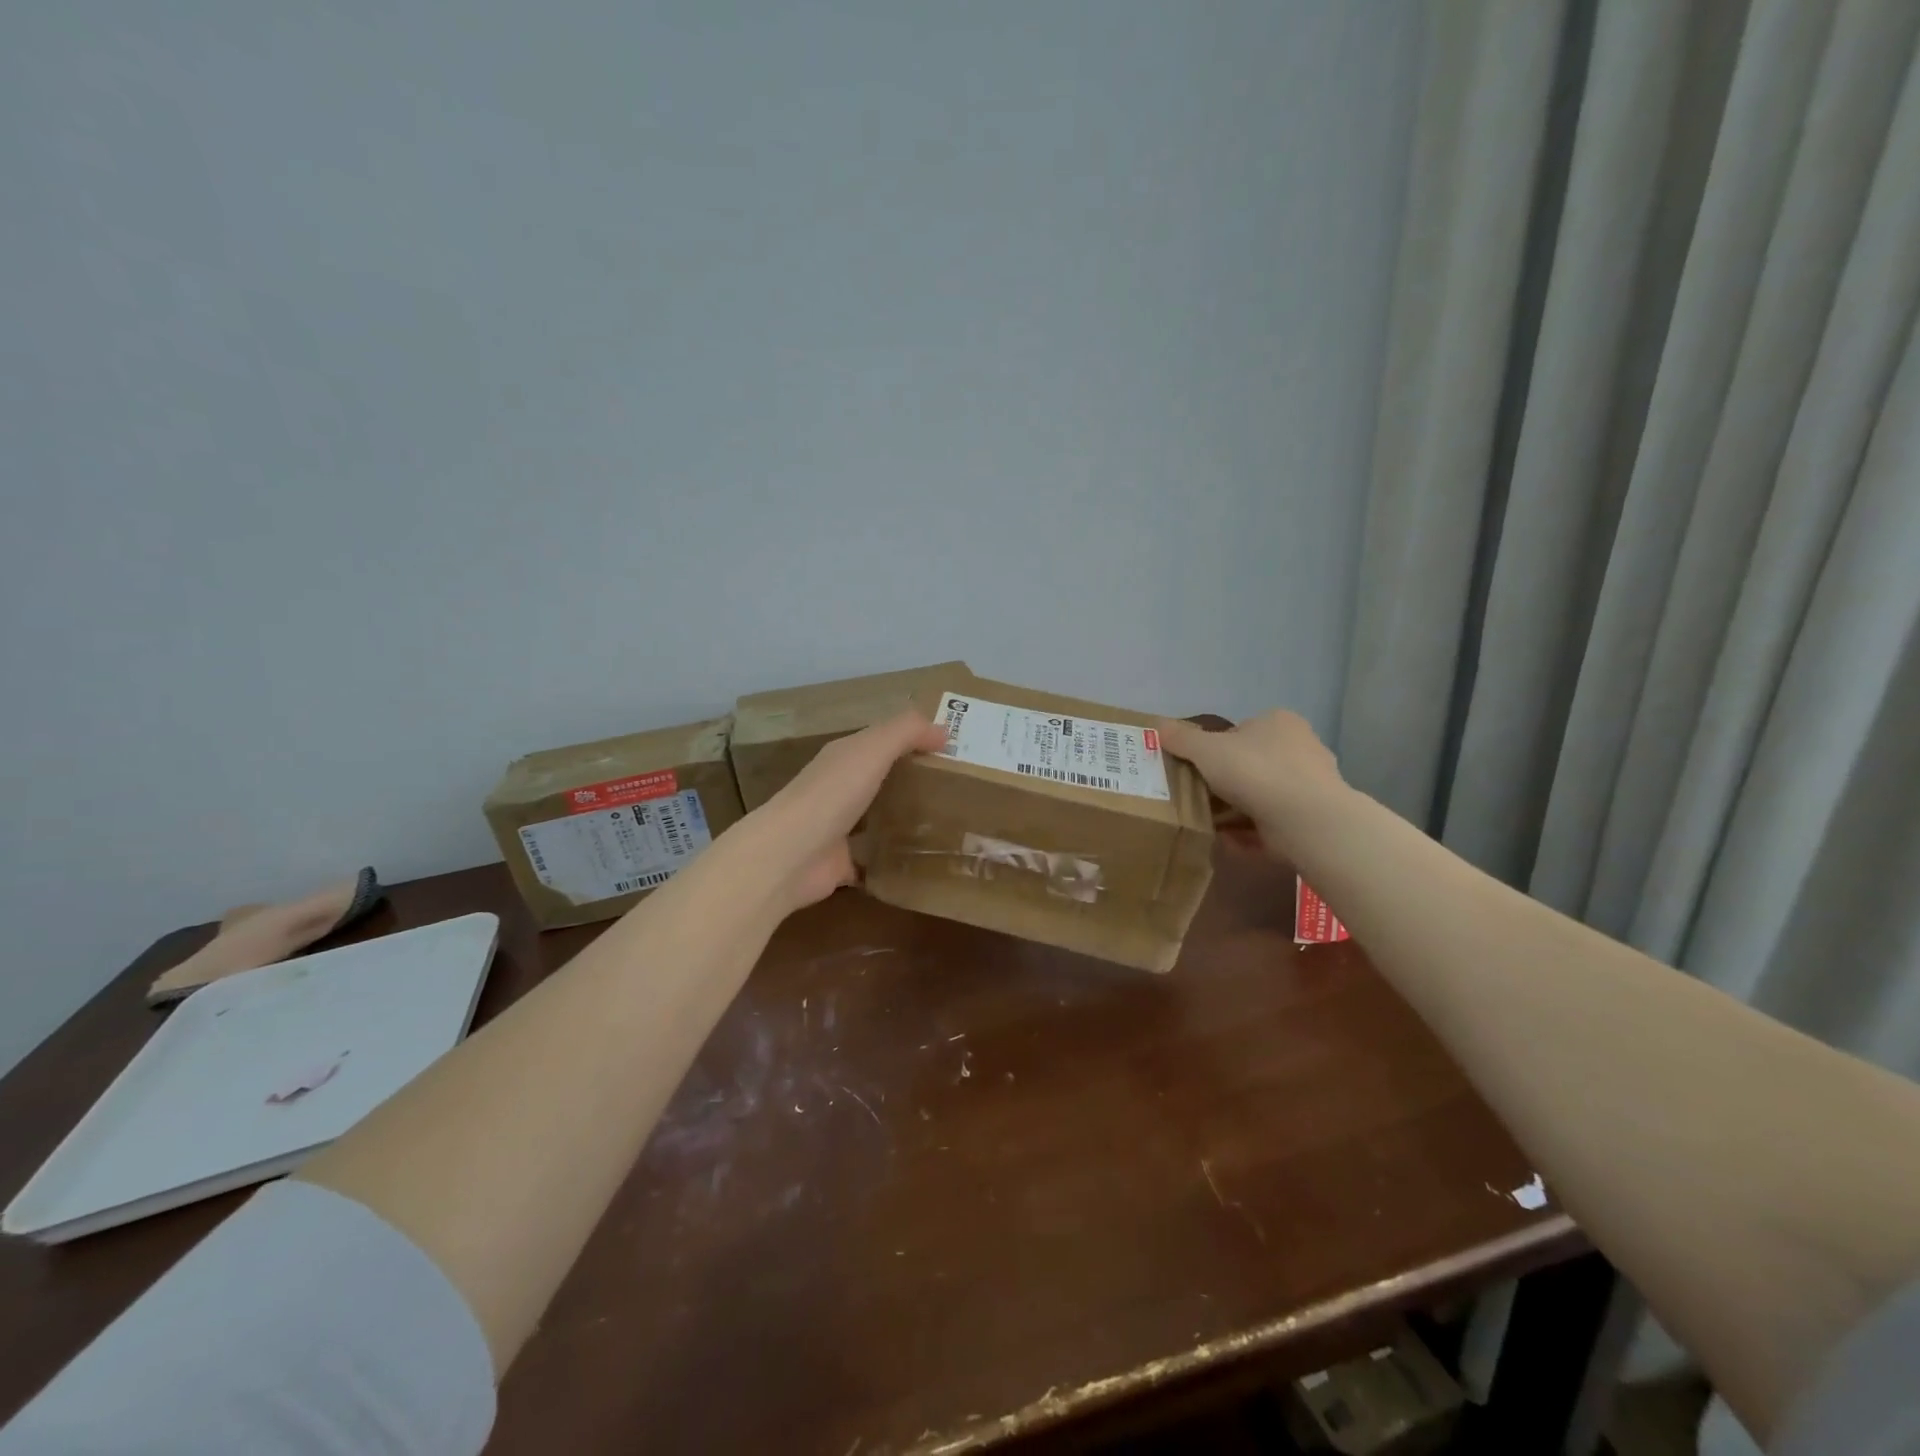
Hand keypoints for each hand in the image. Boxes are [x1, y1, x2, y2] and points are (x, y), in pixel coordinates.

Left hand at [748, 709, 948, 911]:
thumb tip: (943, 729)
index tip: (954, 749)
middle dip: (913, 780)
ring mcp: (839, 828)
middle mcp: (839, 788)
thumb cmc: (833, 794)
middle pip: (881, 778)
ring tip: (947, 824)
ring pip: (877, 818)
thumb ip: (907, 732)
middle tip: (959, 787)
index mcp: (844, 757)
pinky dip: (893, 859)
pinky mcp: (842, 863)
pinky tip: (923, 861)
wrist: (790, 855)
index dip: (915, 739)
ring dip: (904, 819)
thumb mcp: (872, 749)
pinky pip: (874, 859)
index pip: (883, 740)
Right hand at [1152, 711, 1344, 858]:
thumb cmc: (1255, 771)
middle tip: (1196, 797)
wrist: (1306, 820)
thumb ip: (1181, 739)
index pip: (1240, 731)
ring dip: (1235, 810)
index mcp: (1279, 723)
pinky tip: (1227, 842)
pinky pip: (1271, 824)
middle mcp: (1300, 748)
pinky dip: (1249, 833)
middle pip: (1250, 764)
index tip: (1195, 769)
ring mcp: (1310, 786)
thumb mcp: (1206, 749)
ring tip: (1206, 823)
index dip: (1214, 749)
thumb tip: (1157, 726)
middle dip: (1224, 783)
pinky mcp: (1310, 819)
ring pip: (1261, 796)